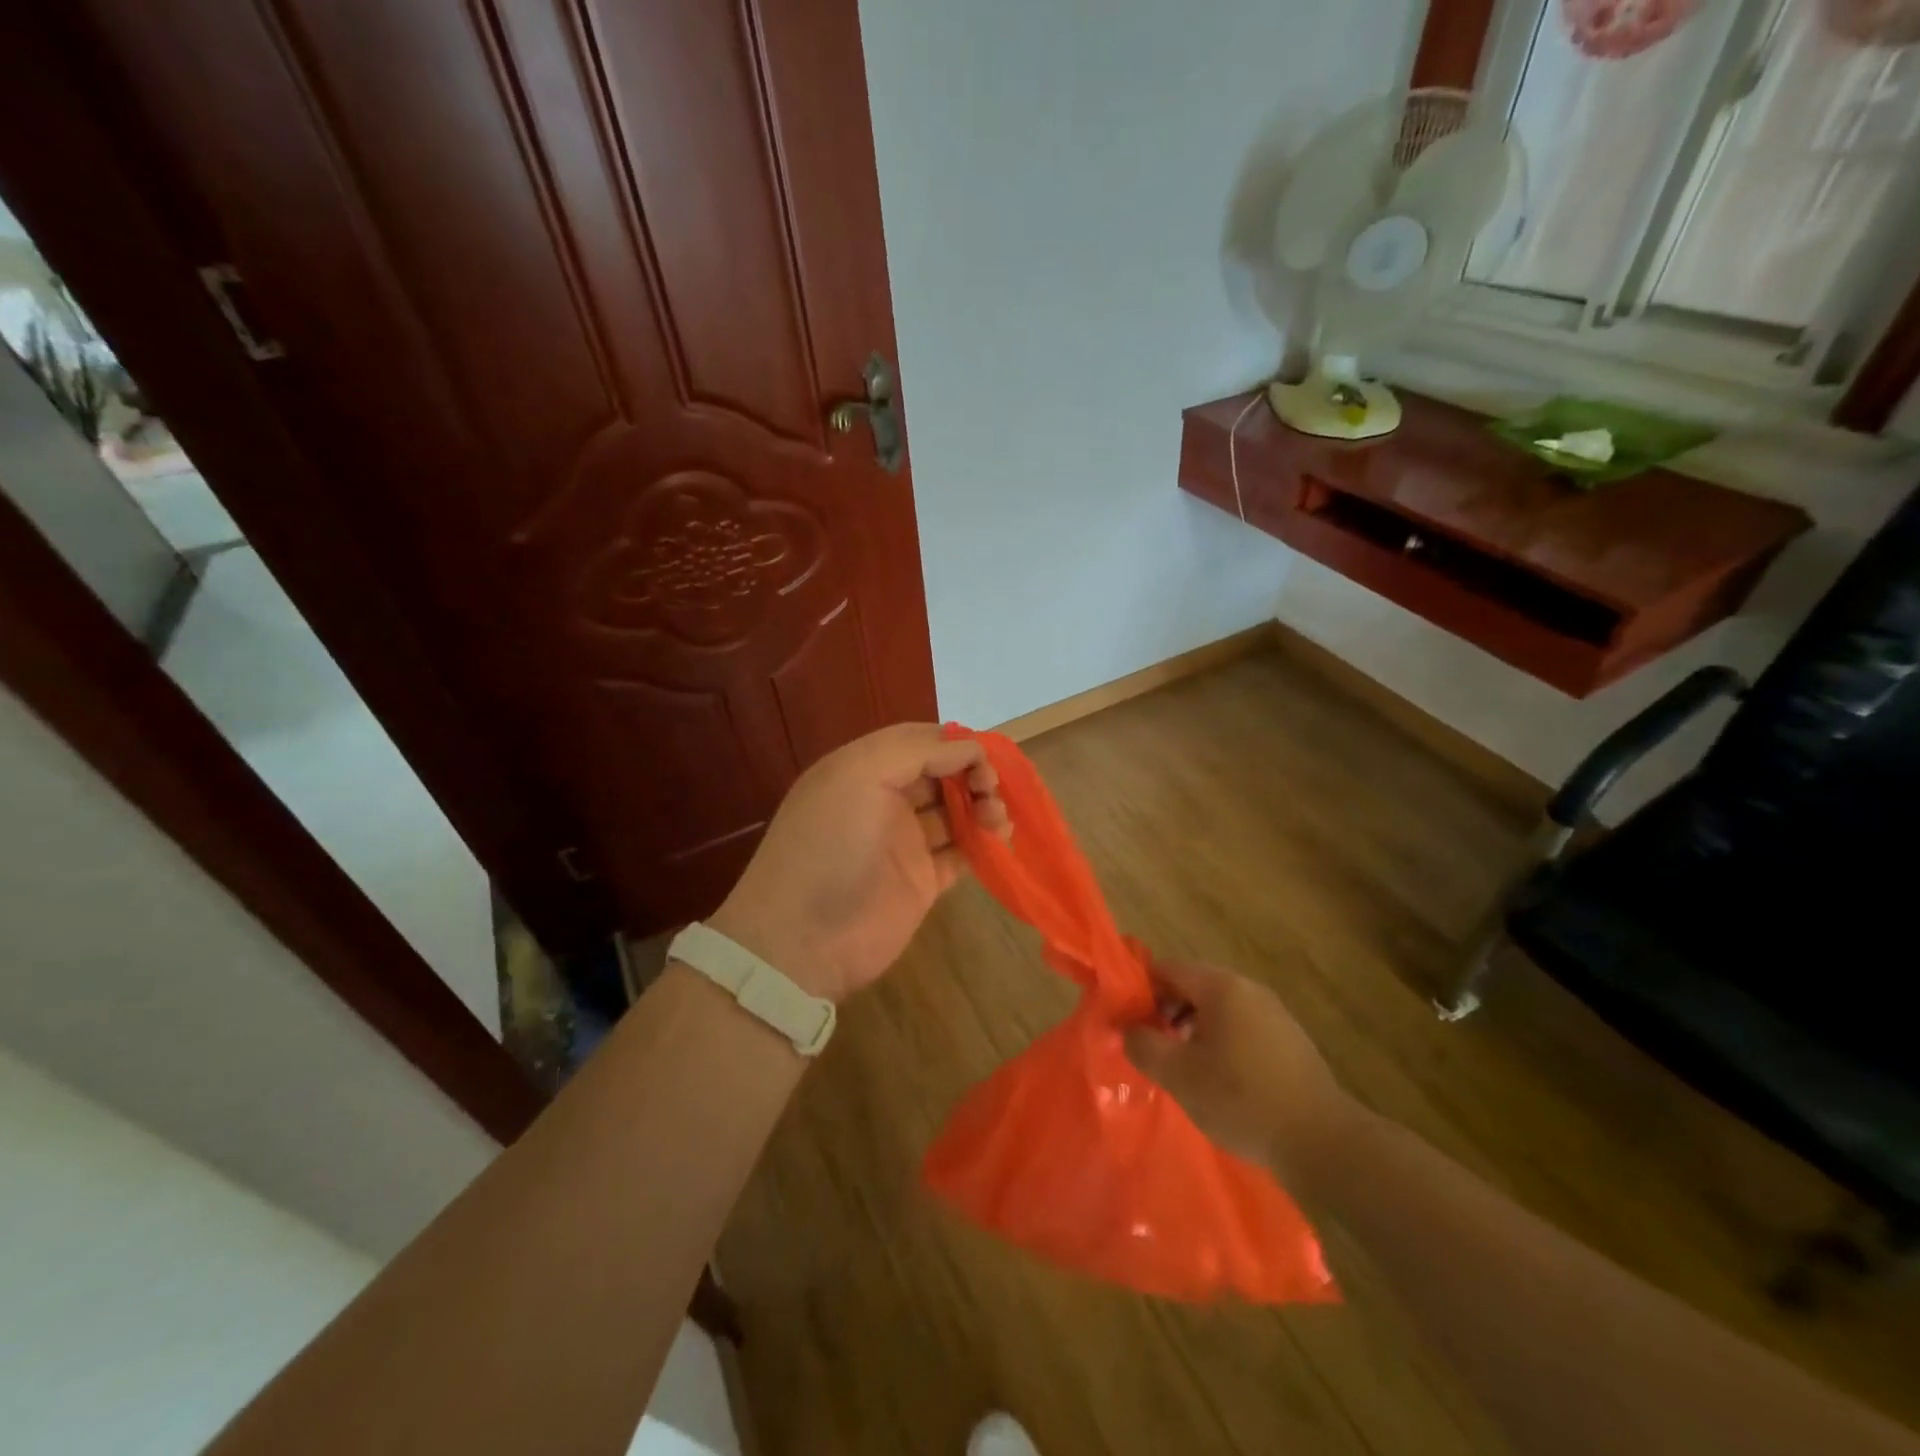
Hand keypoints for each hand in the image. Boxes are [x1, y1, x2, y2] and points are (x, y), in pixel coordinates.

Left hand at [708, 723, 1008, 1002]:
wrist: (803, 941)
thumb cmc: (830, 845)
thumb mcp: (859, 776)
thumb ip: (916, 750)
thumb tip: (970, 747)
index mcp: (862, 770)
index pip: (918, 742)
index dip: (955, 743)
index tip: (986, 756)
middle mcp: (884, 802)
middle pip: (941, 774)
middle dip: (972, 774)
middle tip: (992, 789)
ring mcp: (903, 843)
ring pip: (955, 812)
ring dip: (982, 806)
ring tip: (998, 818)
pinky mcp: (921, 882)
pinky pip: (960, 854)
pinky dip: (983, 844)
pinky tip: (1000, 841)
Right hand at [1123, 960, 1354, 1179]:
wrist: (1322, 1141)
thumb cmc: (1242, 1099)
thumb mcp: (1179, 1075)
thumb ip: (1143, 1045)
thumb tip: (1126, 1028)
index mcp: (1221, 987)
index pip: (1167, 968)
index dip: (1140, 990)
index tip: (1126, 1020)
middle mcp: (1249, 989)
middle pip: (1193, 986)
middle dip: (1166, 1012)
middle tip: (1151, 1047)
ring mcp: (1274, 1014)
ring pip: (1218, 1009)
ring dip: (1192, 1030)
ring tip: (1181, 1068)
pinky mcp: (1290, 1041)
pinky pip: (1242, 1028)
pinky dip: (1221, 1043)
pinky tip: (1219, 1080)